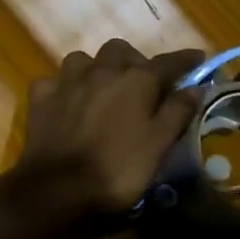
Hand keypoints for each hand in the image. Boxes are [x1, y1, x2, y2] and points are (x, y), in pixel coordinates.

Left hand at [15, 40, 200, 217]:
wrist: (58, 188)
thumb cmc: (117, 168)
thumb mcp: (158, 144)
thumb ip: (177, 112)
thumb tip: (195, 87)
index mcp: (135, 80)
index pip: (168, 62)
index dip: (185, 60)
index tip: (198, 59)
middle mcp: (101, 71)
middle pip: (121, 50)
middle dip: (134, 61)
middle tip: (142, 83)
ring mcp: (67, 81)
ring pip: (84, 60)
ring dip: (96, 69)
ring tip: (102, 89)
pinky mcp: (41, 97)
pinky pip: (55, 81)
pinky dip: (65, 88)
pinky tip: (67, 103)